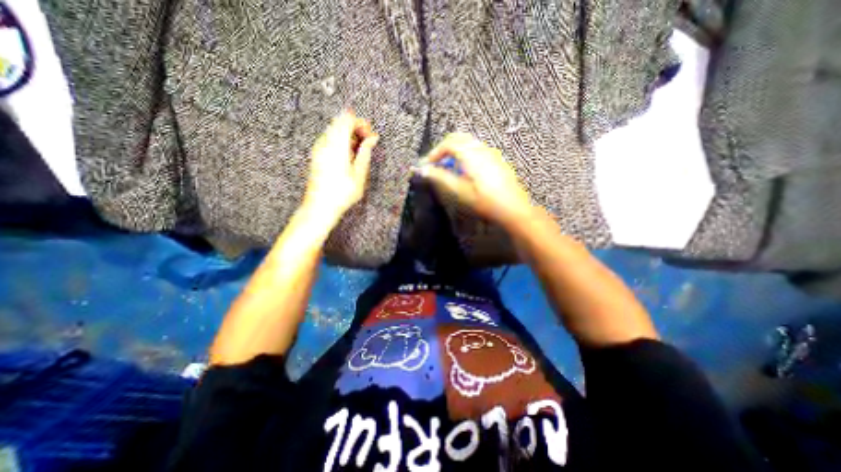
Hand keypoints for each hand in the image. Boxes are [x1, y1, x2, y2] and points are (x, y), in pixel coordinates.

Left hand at [304, 112, 378, 225]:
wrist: (320, 206)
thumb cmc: (340, 193)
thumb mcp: (359, 174)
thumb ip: (365, 152)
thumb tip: (372, 138)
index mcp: (336, 146)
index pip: (346, 120)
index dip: (360, 123)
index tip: (369, 133)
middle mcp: (325, 144)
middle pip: (340, 122)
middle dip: (355, 128)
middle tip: (367, 141)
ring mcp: (318, 149)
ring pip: (334, 131)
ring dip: (349, 136)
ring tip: (359, 151)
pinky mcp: (317, 155)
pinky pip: (329, 140)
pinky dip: (341, 142)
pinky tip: (348, 156)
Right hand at [419, 133, 530, 227]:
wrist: (513, 208)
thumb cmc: (485, 201)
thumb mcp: (460, 191)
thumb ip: (441, 177)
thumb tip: (424, 169)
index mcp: (471, 154)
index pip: (448, 143)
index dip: (435, 152)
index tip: (428, 165)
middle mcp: (482, 148)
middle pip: (458, 138)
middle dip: (444, 148)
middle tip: (436, 163)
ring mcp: (491, 152)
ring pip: (468, 143)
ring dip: (455, 151)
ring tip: (449, 168)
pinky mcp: (496, 159)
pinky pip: (477, 149)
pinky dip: (465, 154)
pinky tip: (465, 171)